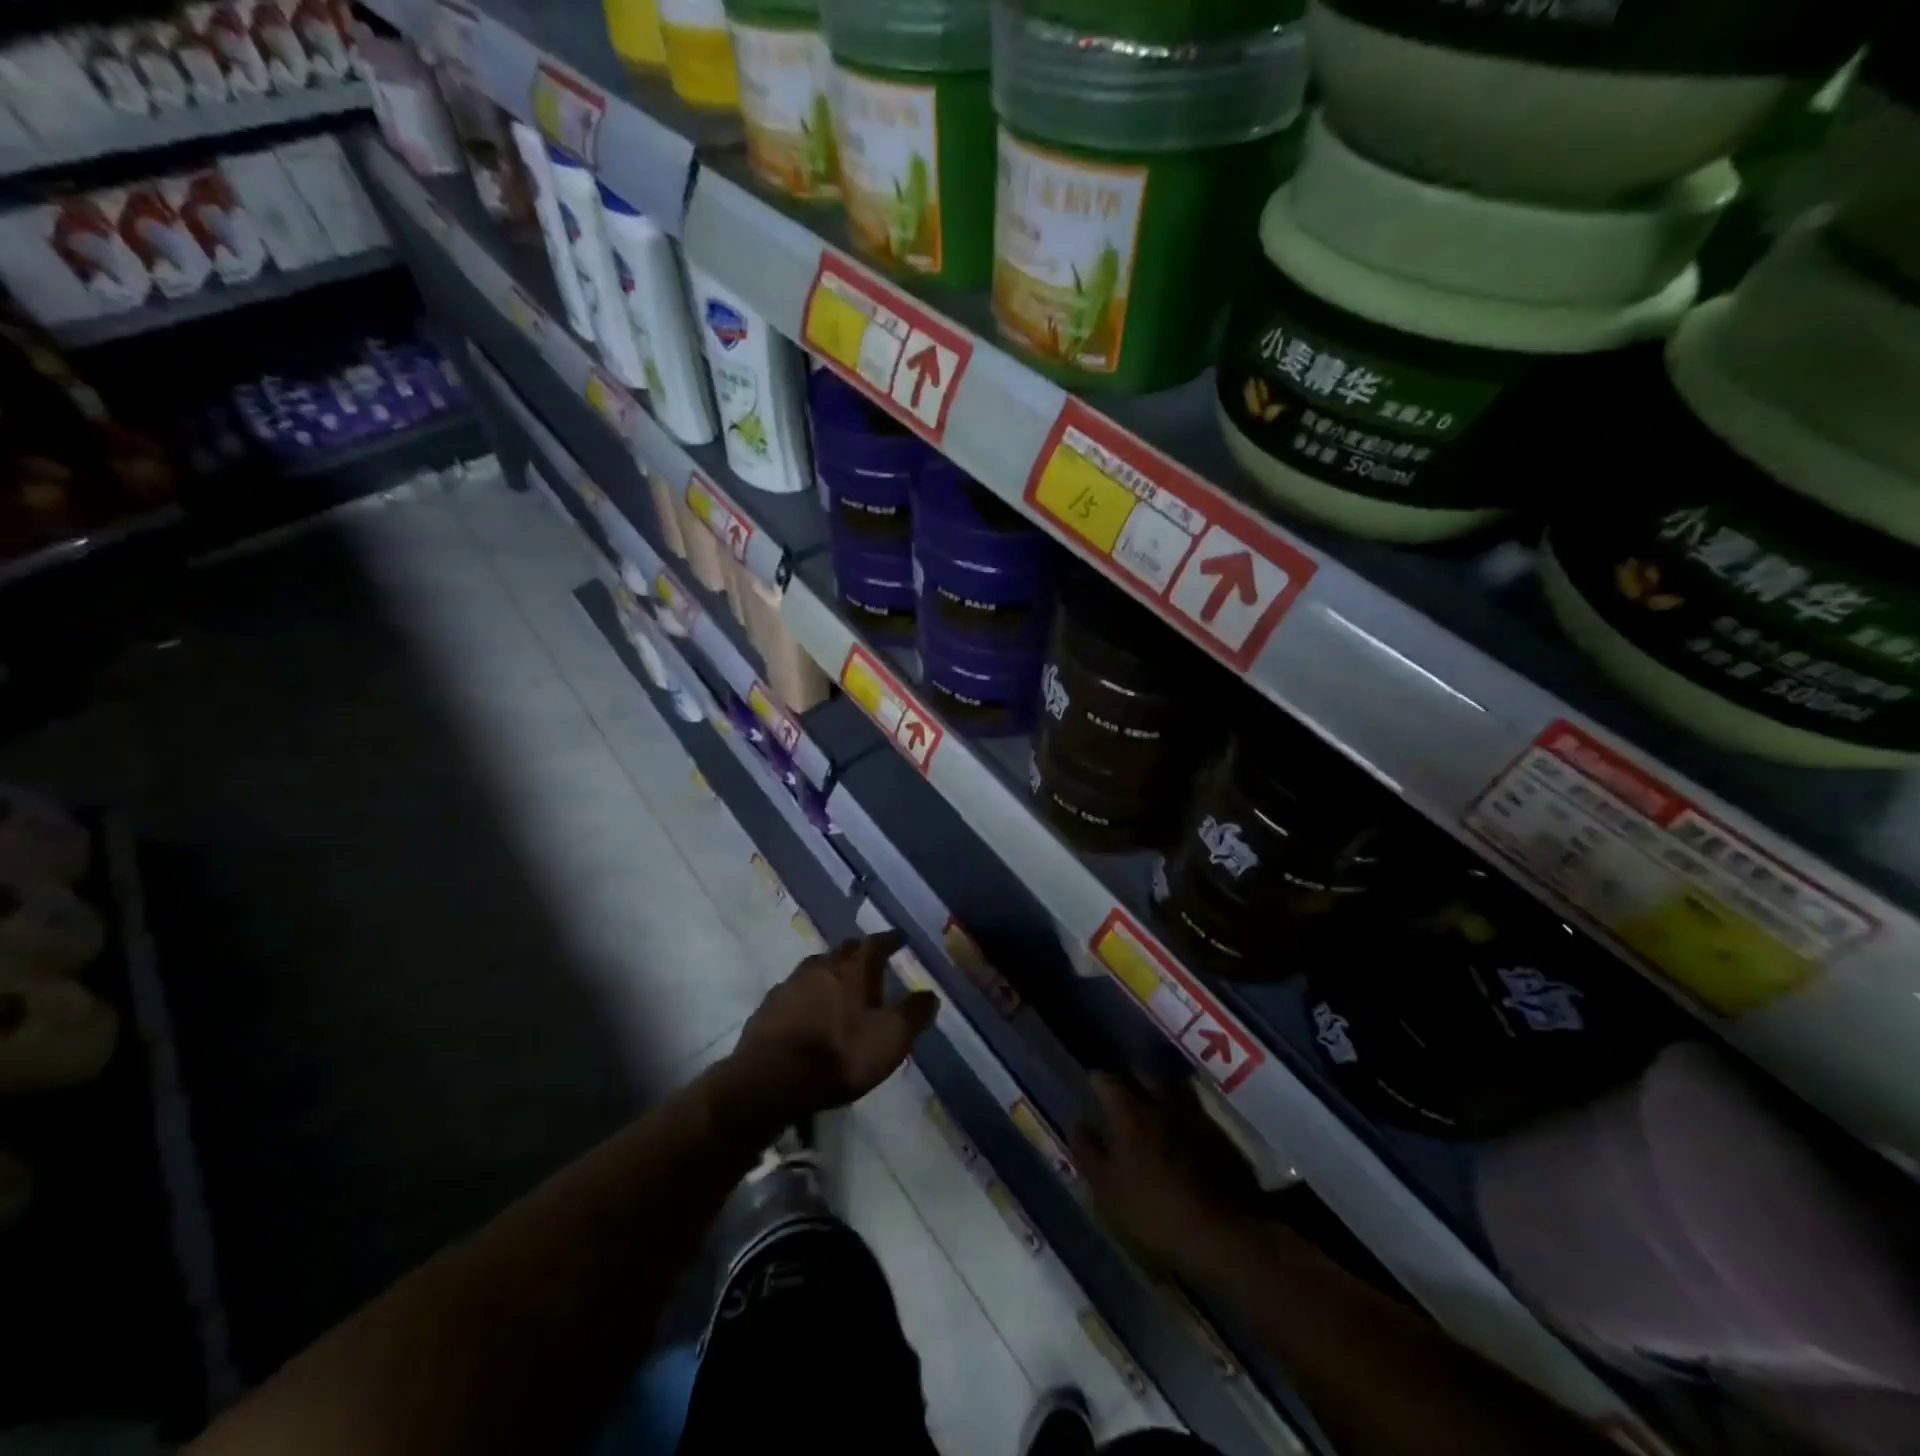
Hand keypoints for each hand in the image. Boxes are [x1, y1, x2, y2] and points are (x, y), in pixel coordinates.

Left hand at [724, 932, 937, 1128]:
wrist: (771, 1079)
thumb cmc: (840, 1054)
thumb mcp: (890, 1039)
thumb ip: (913, 1014)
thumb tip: (930, 994)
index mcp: (853, 968)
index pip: (876, 943)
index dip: (890, 940)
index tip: (900, 938)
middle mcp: (821, 966)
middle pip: (843, 950)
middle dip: (858, 952)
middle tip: (869, 960)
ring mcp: (790, 984)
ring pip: (816, 968)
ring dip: (830, 972)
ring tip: (840, 984)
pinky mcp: (767, 1007)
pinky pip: (794, 991)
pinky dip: (807, 995)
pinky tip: (808, 1010)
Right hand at [1072, 1074, 1261, 1274]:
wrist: (1224, 1228)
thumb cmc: (1156, 1210)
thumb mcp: (1109, 1190)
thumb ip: (1089, 1153)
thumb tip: (1079, 1124)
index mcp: (1128, 1113)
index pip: (1106, 1081)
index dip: (1097, 1081)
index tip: (1093, 1086)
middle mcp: (1159, 1102)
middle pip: (1140, 1075)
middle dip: (1129, 1079)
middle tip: (1122, 1092)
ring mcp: (1191, 1113)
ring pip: (1170, 1085)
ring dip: (1158, 1088)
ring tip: (1153, 1100)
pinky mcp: (1217, 1130)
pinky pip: (1193, 1105)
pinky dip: (1182, 1107)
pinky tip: (1181, 1123)